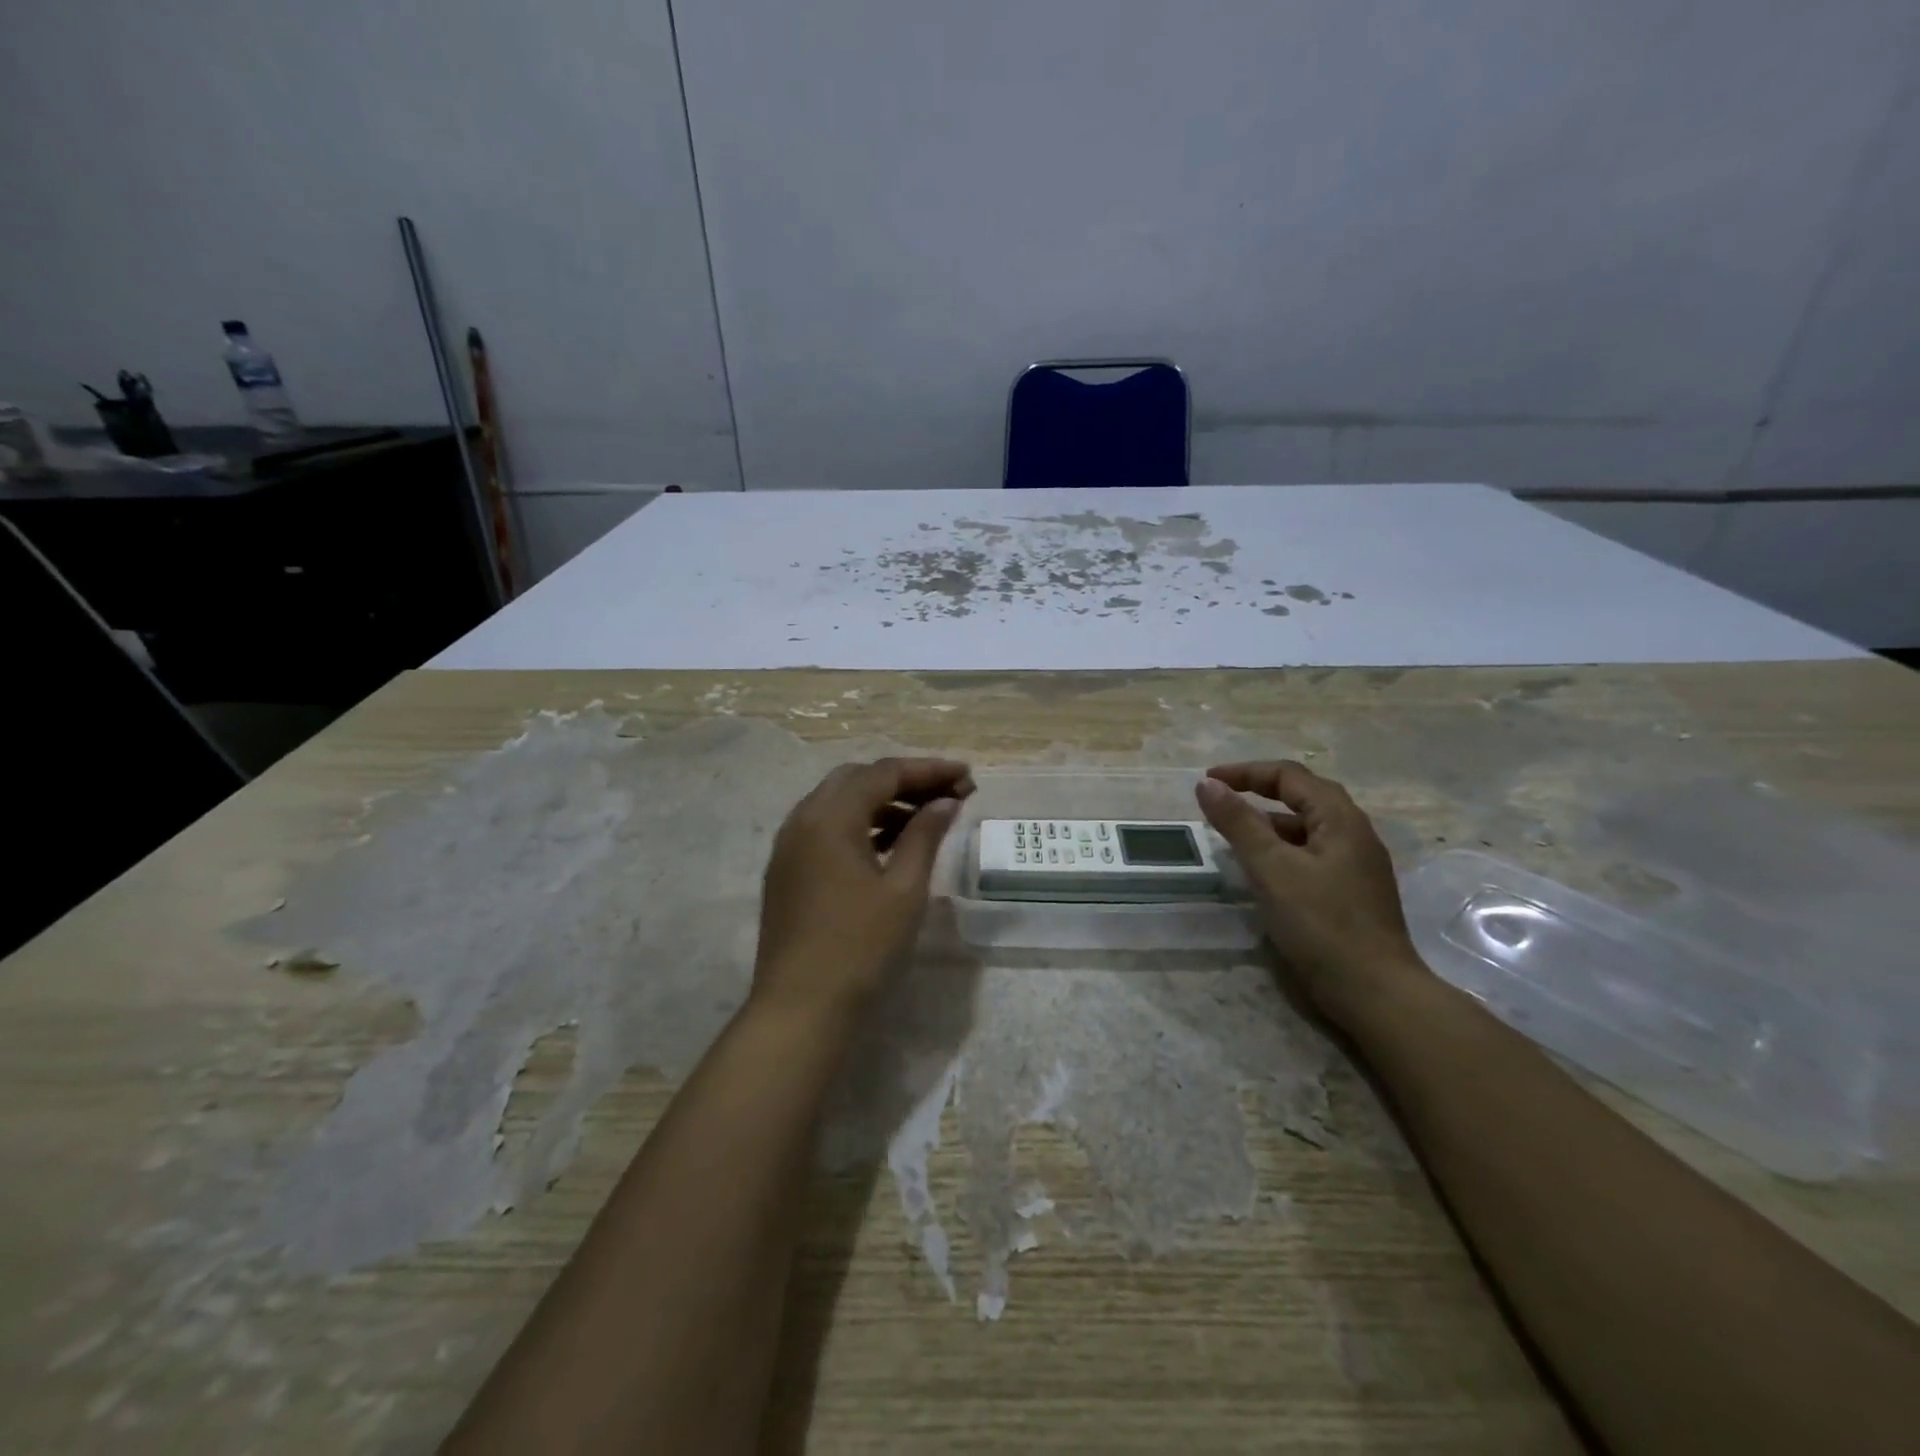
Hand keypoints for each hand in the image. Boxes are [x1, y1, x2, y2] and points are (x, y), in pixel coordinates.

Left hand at [752, 757, 974, 1020]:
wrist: (801, 1010)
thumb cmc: (861, 948)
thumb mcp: (905, 889)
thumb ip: (925, 835)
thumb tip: (945, 801)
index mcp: (829, 817)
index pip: (883, 773)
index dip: (928, 770)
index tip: (967, 775)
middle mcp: (802, 820)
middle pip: (857, 779)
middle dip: (904, 781)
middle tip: (946, 795)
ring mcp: (789, 846)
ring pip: (838, 803)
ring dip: (881, 802)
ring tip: (924, 820)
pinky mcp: (787, 870)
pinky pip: (826, 828)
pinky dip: (859, 825)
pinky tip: (888, 845)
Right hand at [1196, 761, 1426, 1029]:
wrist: (1375, 992)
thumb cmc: (1321, 923)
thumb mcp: (1272, 868)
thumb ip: (1238, 823)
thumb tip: (1207, 784)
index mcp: (1340, 819)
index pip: (1290, 776)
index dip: (1246, 772)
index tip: (1207, 781)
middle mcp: (1355, 833)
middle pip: (1304, 795)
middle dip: (1260, 790)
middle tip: (1223, 798)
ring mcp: (1358, 864)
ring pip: (1309, 826)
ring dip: (1271, 820)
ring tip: (1236, 833)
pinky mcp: (1353, 891)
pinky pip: (1313, 852)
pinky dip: (1283, 847)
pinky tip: (1265, 869)